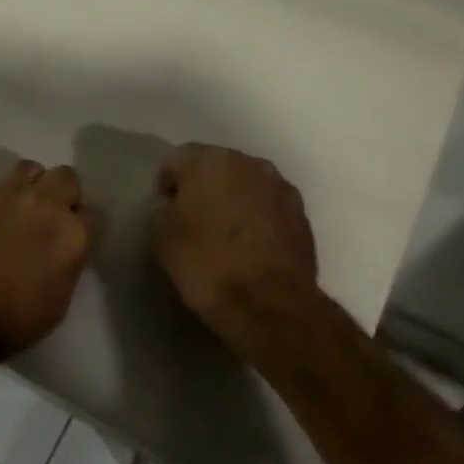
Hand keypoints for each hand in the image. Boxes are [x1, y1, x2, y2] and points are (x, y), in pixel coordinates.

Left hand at [0, 160, 91, 360]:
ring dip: (30, 185)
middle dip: (62, 192)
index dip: (80, 224)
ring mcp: (7, 193)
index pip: (91, 214)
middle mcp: (45, 204)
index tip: (71, 235)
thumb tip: (64, 248)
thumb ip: (68, 263)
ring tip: (17, 207)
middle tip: (48, 214)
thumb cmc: (11, 319)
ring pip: (29, 169)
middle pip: (66, 177)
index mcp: (72, 234)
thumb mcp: (59, 300)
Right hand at [151, 143, 320, 340]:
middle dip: (202, 187)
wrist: (268, 304)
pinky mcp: (301, 215)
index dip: (166, 184)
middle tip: (191, 218)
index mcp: (211, 161)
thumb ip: (164, 209)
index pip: (177, 159)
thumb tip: (174, 205)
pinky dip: (256, 218)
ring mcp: (281, 188)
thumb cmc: (206, 263)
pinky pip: (267, 207)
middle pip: (216, 166)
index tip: (163, 210)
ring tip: (222, 233)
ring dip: (232, 200)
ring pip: (245, 185)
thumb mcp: (162, 235)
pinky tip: (248, 246)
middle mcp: (250, 163)